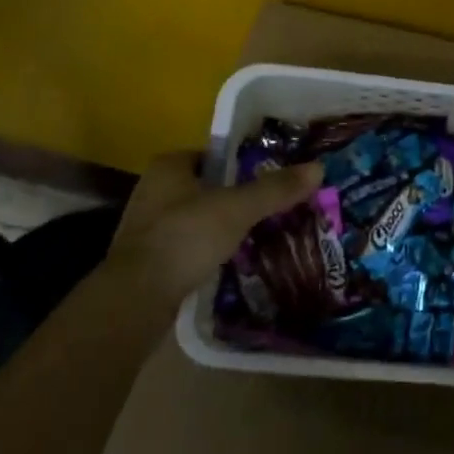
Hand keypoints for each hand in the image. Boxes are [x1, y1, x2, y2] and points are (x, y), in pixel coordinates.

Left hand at [107, 150, 322, 302]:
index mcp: (170, 165)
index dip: (242, 162)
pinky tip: (227, 261)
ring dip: (219, 225)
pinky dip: (205, 250)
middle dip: (233, 196)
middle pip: (205, 186)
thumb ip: (275, 189)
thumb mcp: (238, 209)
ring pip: (194, 217)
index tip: (269, 175)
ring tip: (255, 234)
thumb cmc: (185, 237)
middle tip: (268, 206)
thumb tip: (319, 167)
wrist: (135, 300)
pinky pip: (185, 246)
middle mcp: (152, 189)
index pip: (214, 153)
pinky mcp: (145, 261)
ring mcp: (144, 227)